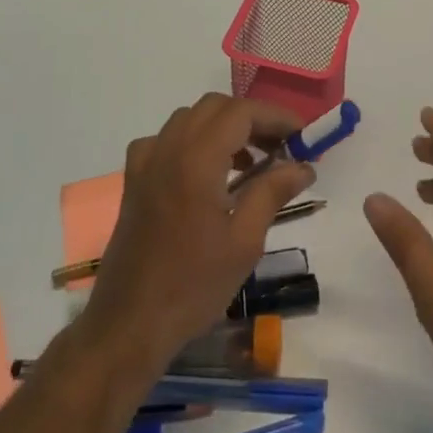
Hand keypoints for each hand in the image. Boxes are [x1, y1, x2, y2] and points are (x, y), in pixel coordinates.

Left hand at [82, 93, 314, 375]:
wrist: (128, 325)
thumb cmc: (192, 286)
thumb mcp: (244, 242)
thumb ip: (273, 192)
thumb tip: (304, 165)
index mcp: (196, 160)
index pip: (242, 112)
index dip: (276, 116)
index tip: (303, 136)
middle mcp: (168, 149)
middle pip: (216, 107)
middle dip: (252, 119)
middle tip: (281, 148)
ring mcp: (146, 162)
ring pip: (191, 118)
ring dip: (224, 126)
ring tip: (251, 162)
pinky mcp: (134, 180)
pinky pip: (167, 139)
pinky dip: (193, 140)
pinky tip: (206, 172)